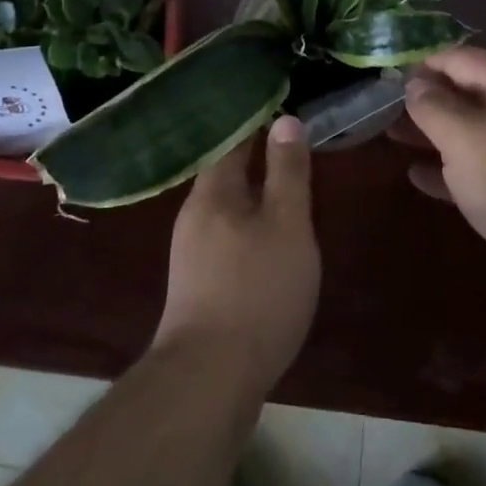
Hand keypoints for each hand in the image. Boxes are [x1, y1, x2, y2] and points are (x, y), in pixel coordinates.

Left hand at [152, 117, 320, 395]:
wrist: (208, 379)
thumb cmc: (257, 290)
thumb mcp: (287, 224)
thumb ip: (288, 171)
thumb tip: (285, 119)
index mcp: (213, 190)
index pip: (234, 139)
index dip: (259, 121)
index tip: (284, 106)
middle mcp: (194, 214)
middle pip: (228, 173)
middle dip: (258, 159)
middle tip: (294, 148)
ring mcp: (190, 251)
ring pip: (227, 207)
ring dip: (254, 195)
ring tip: (287, 190)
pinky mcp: (196, 284)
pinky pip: (225, 236)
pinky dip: (248, 226)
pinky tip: (267, 241)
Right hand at [394, 46, 485, 315]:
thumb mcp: (463, 136)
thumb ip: (433, 107)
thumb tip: (415, 83)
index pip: (461, 58)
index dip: (424, 62)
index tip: (387, 73)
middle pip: (467, 94)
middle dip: (426, 99)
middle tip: (382, 107)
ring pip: (471, 132)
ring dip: (434, 134)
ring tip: (391, 136)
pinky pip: (480, 170)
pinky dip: (450, 170)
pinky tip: (419, 178)